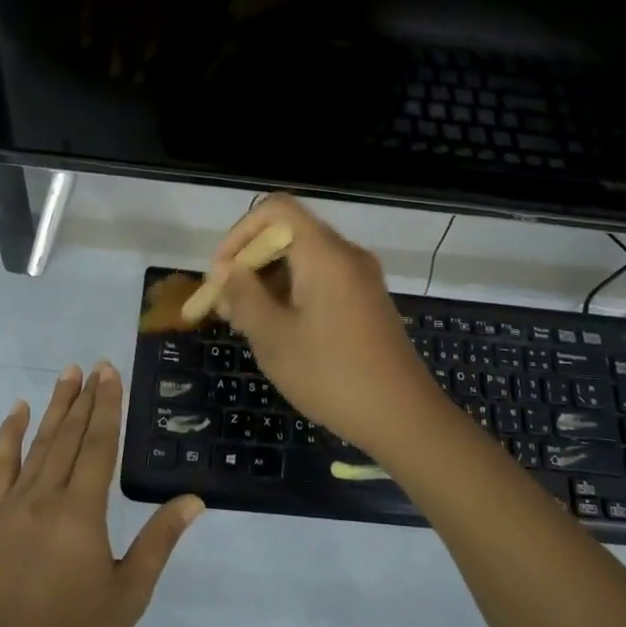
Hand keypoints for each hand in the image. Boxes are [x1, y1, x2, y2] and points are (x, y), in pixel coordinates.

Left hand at [0, 362, 203, 626]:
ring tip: (67, 374)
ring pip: (39, 443)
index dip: (107, 405)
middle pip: (70, 435)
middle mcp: (46, 496)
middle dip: (85, 398)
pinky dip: (10, 435)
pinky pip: (1, 466)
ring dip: (55, 406)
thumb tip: (194, 500)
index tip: (110, 372)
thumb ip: (159, 540)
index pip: (99, 444)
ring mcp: (13, 504)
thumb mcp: (129, 592)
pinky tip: (18, 410)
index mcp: (82, 510)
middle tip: (94, 365)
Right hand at [206, 195, 444, 455]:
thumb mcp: (273, 337)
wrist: (403, 417)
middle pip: (288, 234)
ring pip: (304, 259)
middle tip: (227, 306)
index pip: (275, 209)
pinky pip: (322, 280)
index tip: (222, 274)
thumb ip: (243, 295)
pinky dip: (294, 293)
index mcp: (324, 253)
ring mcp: (361, 278)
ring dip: (269, 281)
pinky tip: (279, 331)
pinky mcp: (367, 301)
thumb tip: (225, 269)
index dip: (240, 233)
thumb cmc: (330, 374)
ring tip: (246, 323)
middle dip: (250, 262)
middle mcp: (346, 254)